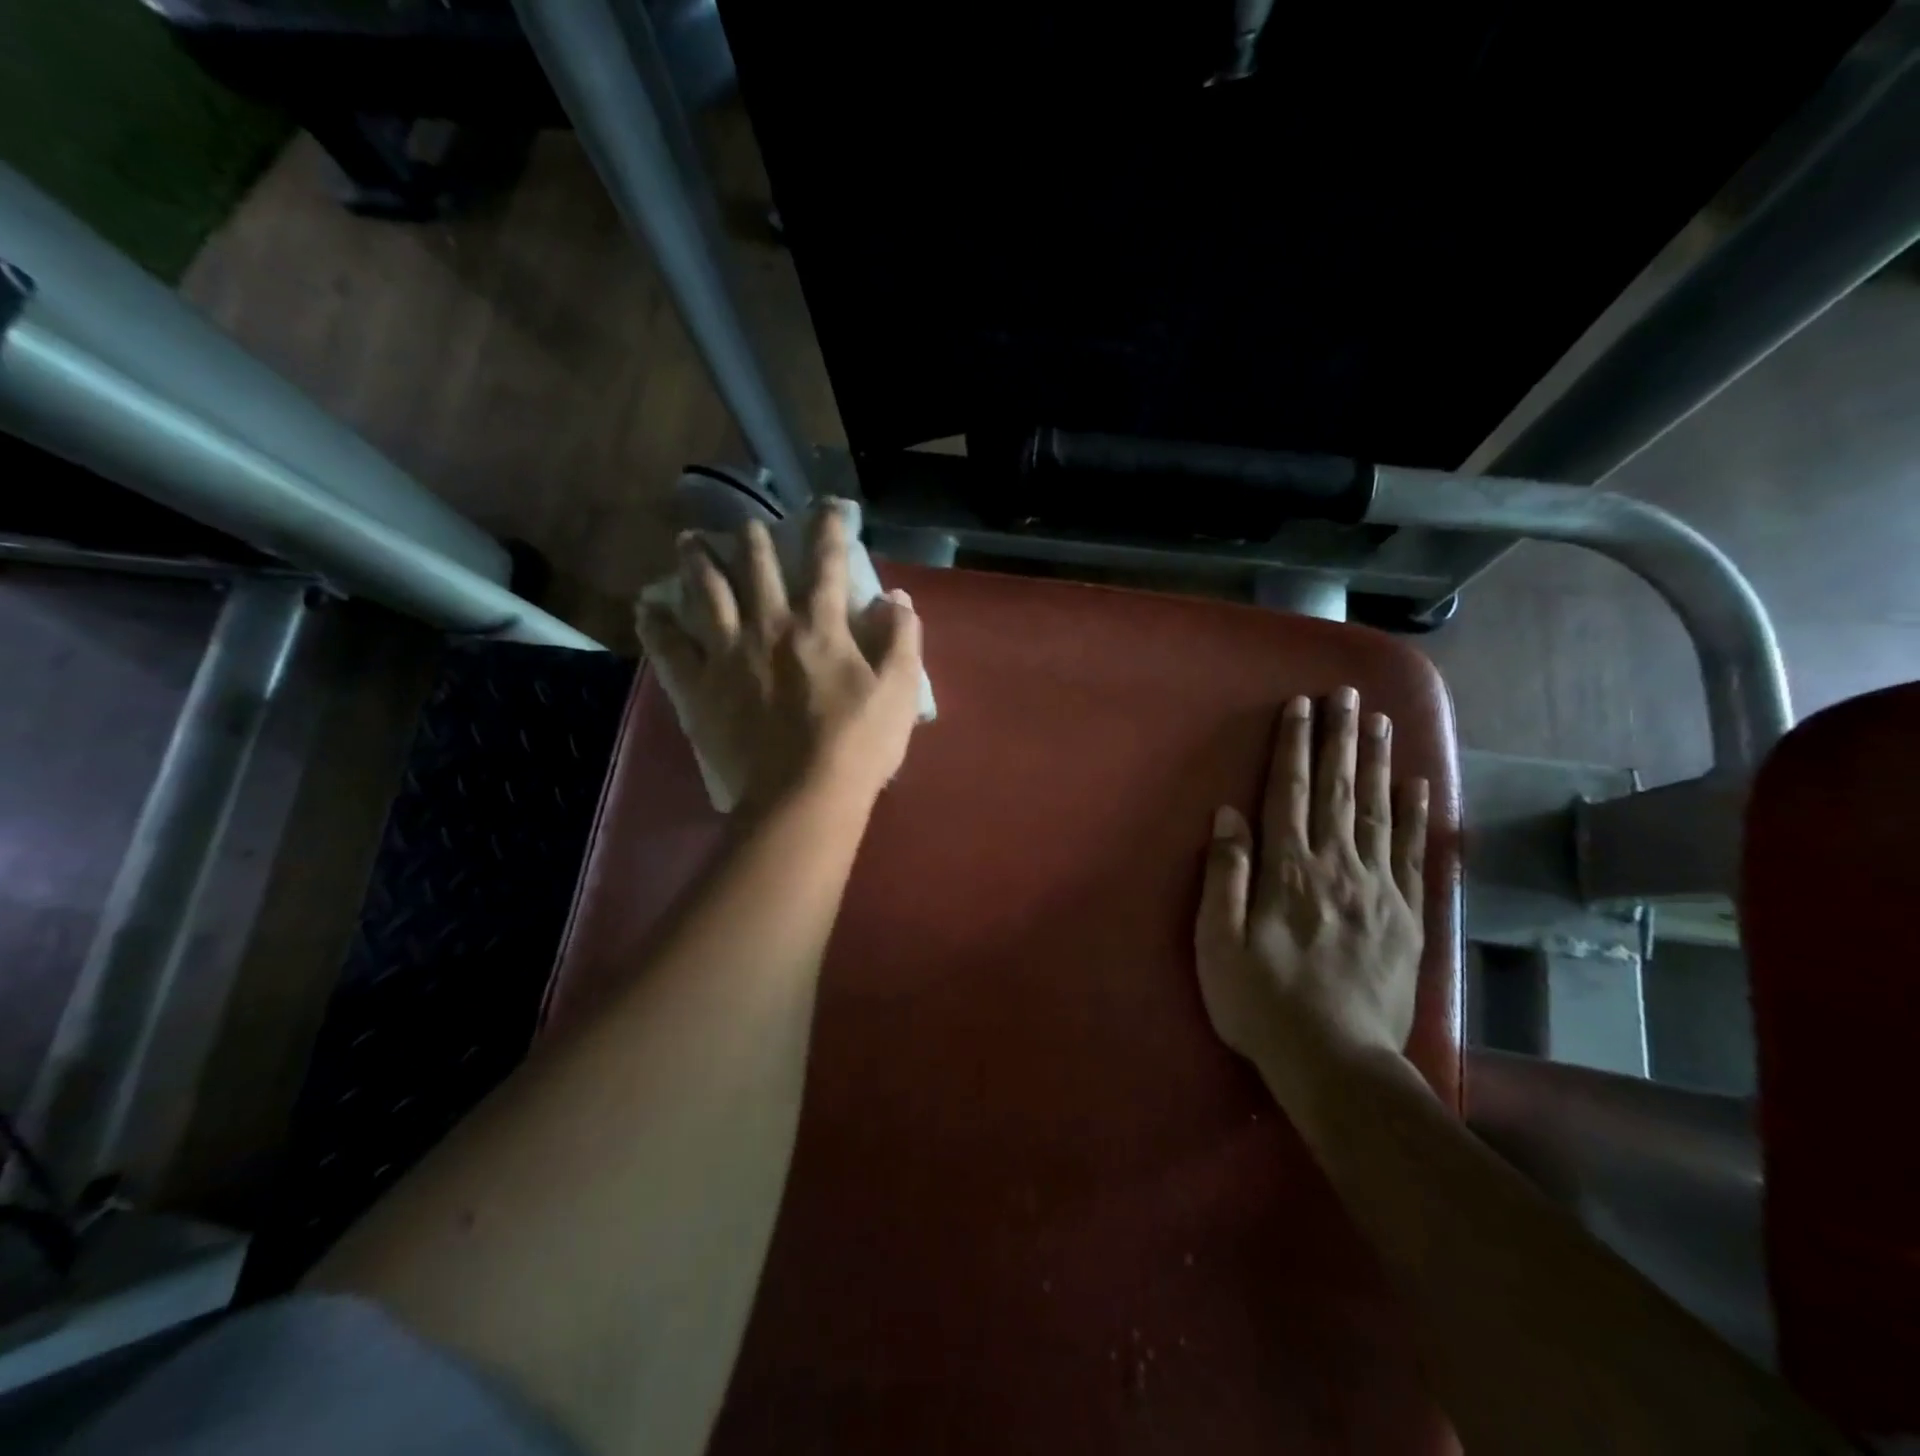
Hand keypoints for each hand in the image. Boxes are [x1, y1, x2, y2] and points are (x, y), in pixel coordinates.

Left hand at [635, 505, 924, 812]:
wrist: (803, 798)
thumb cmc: (858, 745)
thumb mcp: (899, 691)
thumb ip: (900, 638)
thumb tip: (894, 597)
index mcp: (819, 627)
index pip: (826, 566)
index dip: (828, 531)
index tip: (827, 509)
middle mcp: (768, 628)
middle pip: (756, 570)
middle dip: (752, 540)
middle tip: (745, 525)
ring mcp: (727, 656)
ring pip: (706, 595)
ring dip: (698, 563)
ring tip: (688, 542)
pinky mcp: (698, 689)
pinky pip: (669, 649)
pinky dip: (656, 625)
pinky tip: (647, 608)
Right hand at [1194, 687, 1429, 1069]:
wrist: (1338, 1064)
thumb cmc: (1262, 1002)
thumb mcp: (1217, 942)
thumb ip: (1224, 874)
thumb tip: (1227, 814)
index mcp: (1287, 871)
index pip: (1289, 794)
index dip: (1293, 746)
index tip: (1299, 706)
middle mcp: (1336, 867)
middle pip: (1339, 791)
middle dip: (1339, 738)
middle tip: (1346, 694)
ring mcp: (1379, 890)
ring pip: (1378, 812)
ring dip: (1376, 763)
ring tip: (1380, 722)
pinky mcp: (1408, 916)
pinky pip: (1415, 855)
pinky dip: (1418, 816)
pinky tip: (1419, 786)